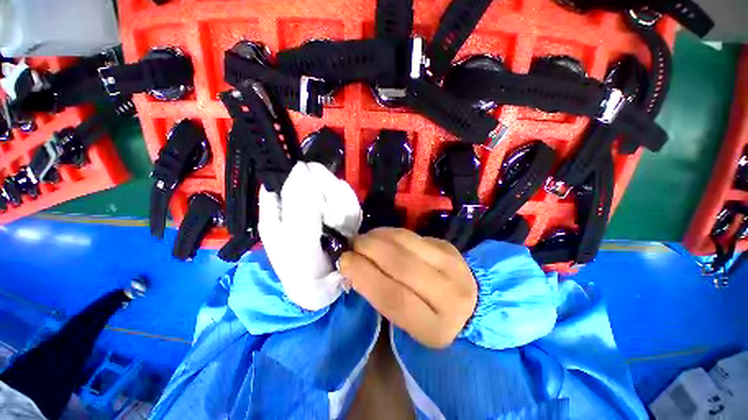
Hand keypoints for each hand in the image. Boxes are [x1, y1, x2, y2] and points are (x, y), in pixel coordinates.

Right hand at [339, 228, 477, 347]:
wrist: (469, 303)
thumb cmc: (429, 318)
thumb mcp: (406, 325)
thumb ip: (381, 297)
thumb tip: (354, 267)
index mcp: (435, 328)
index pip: (395, 298)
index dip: (365, 276)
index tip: (344, 261)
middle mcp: (450, 296)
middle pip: (402, 265)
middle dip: (370, 250)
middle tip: (351, 245)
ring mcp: (453, 265)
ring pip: (407, 243)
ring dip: (378, 237)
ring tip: (363, 239)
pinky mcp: (448, 247)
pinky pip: (412, 235)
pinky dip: (390, 233)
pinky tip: (380, 236)